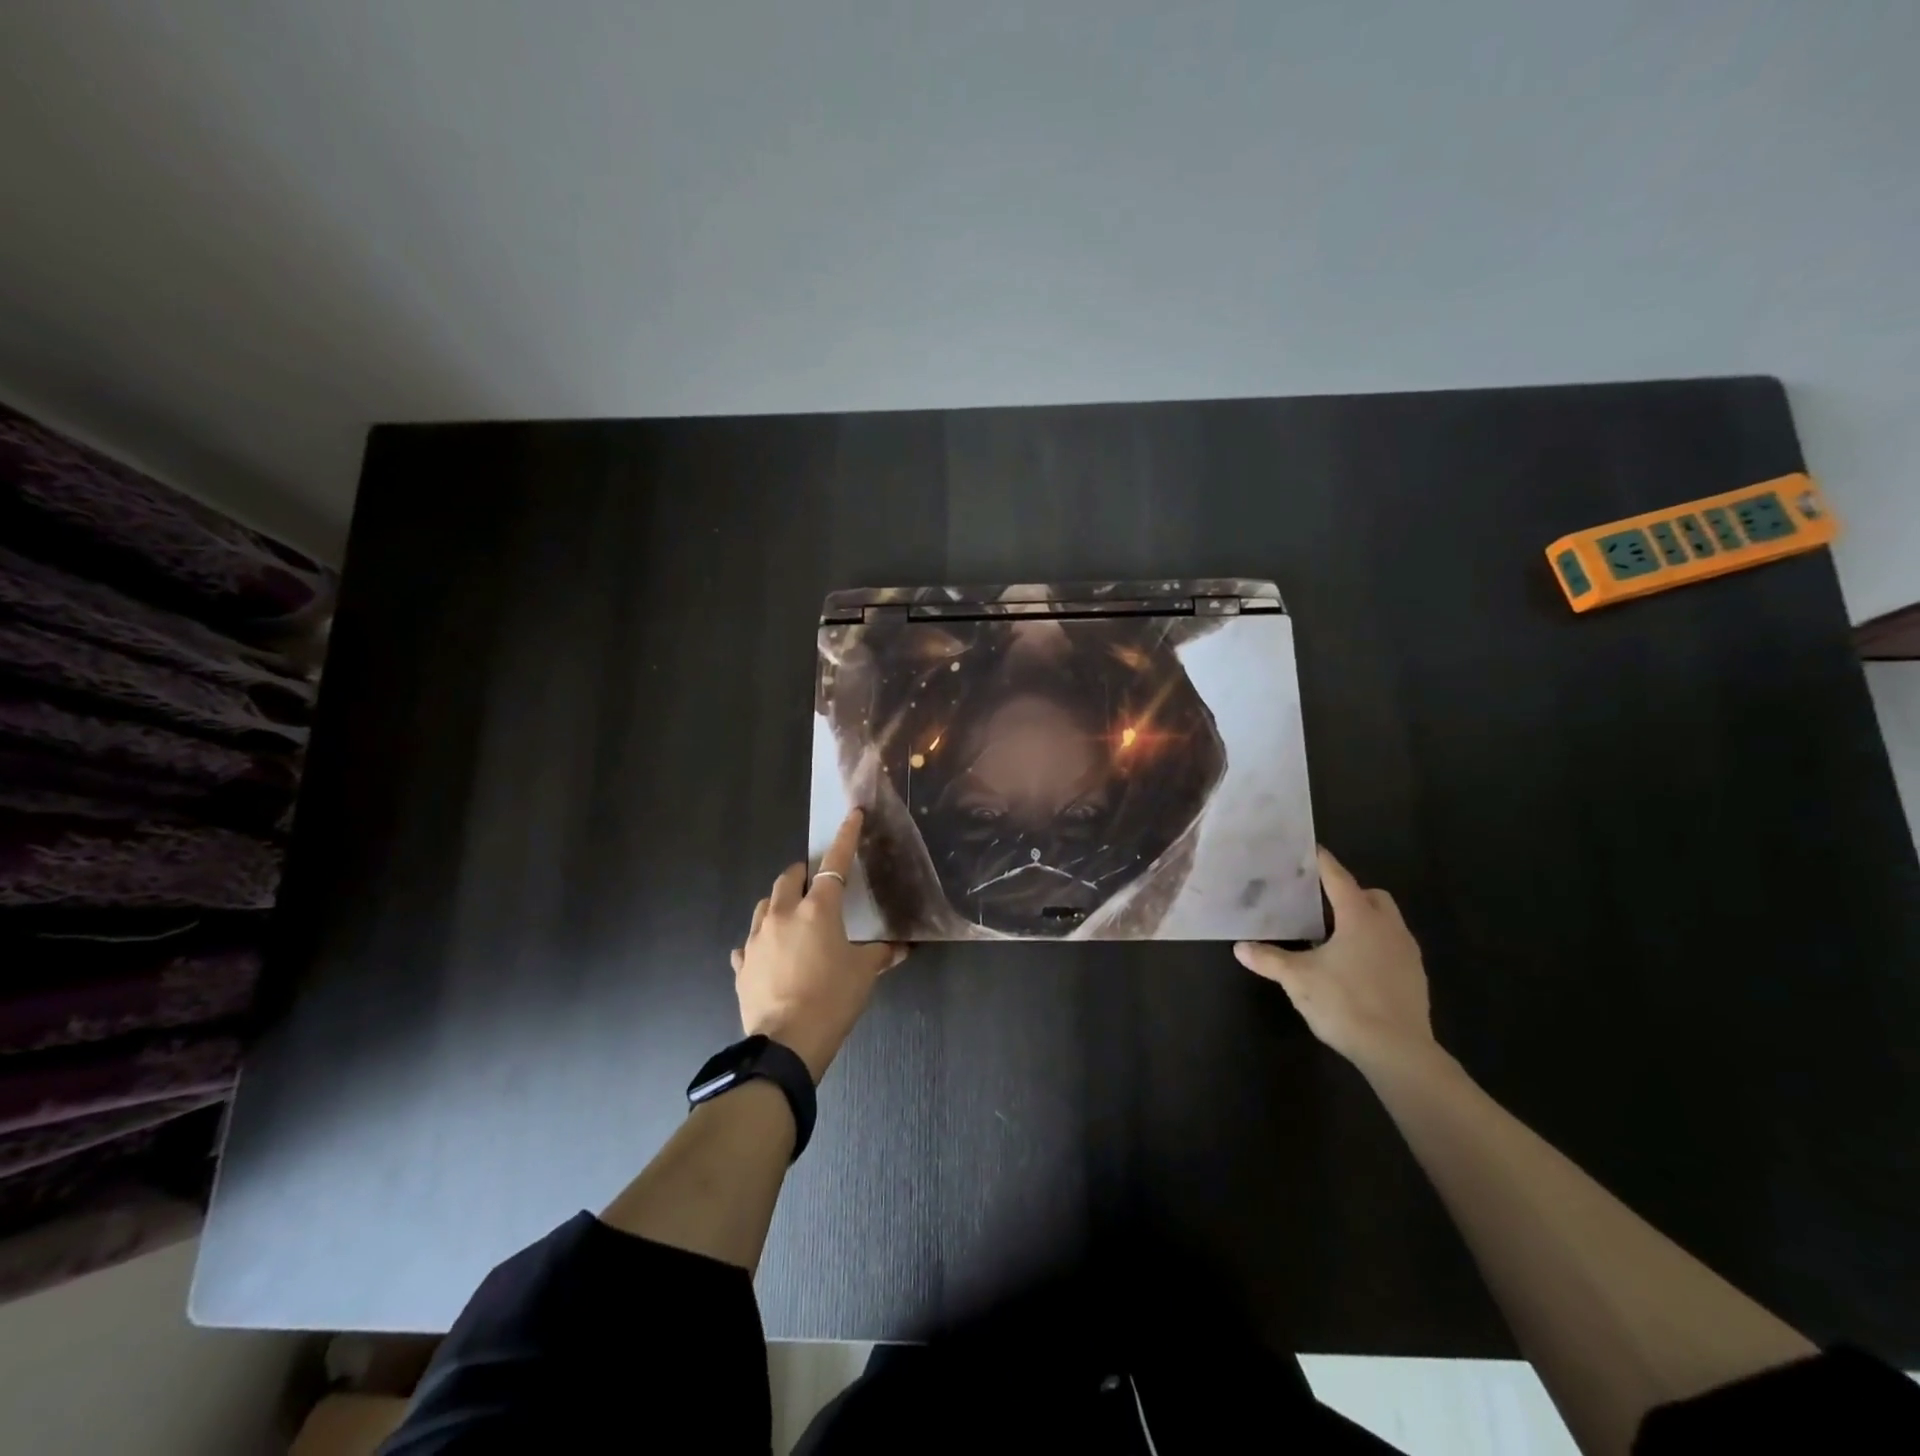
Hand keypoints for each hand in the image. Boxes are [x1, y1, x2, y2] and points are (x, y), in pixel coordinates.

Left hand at [731, 809, 906, 1081]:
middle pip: (789, 878)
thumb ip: (881, 954)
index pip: (835, 864)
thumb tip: (901, 948)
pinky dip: (761, 942)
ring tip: (792, 918)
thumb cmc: (832, 1000)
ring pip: (764, 905)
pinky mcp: (742, 965)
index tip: (852, 816)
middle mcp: (782, 915)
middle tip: (817, 885)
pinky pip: (748, 944)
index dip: (845, 838)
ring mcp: (756, 940)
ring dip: (779, 903)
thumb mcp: (863, 974)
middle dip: (803, 875)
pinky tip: (769, 955)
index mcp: (817, 910)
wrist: (786, 1044)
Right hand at [1234, 847, 1437, 1075]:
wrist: (1398, 1052)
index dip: (1322, 863)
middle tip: (1320, 904)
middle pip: (1371, 896)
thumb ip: (1269, 959)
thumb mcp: (1298, 979)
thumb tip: (1240, 948)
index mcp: (1359, 917)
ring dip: (1364, 921)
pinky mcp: (1415, 978)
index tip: (1309, 850)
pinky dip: (1374, 946)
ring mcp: (1407, 953)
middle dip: (1349, 893)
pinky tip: (1354, 967)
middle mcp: (1388, 927)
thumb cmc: (1345, 1002)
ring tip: (1334, 937)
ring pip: (1386, 922)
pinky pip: (1393, 947)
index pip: (1338, 878)